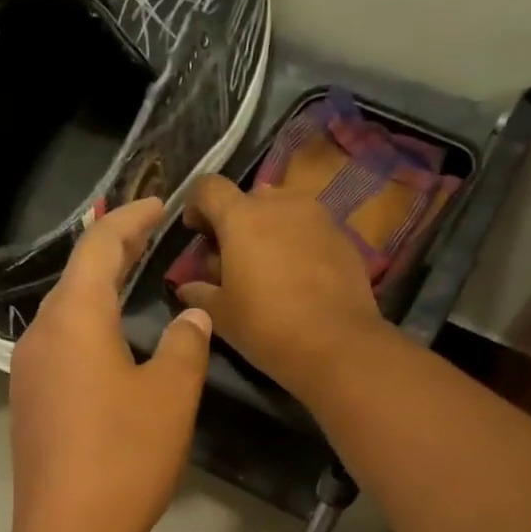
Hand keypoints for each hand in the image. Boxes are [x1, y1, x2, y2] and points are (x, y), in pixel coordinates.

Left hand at [7, 199, 213, 531]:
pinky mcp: (28, 404)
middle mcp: (40, 335)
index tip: (161, 204)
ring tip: (136, 287)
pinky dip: (88, 330)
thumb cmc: (125, 455)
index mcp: (73, 318)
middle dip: (115, 252)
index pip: (100, 245)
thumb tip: (191, 316)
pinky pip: (60, 347)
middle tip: (154, 240)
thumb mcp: (171, 393)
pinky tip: (111, 347)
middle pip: (77, 276)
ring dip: (99, 293)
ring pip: (65, 314)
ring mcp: (28, 371)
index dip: (132, 218)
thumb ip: (185, 343)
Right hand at [174, 175, 387, 400]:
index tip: (196, 232)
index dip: (196, 205)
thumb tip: (187, 287)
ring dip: (269, 230)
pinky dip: (296, 244)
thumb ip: (199, 293)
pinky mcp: (343, 237)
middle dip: (235, 222)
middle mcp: (281, 204)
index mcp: (242, 217)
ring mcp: (317, 217)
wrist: (337, 344)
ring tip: (266, 267)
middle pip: (249, 198)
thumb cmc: (266, 326)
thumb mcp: (221, 315)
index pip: (209, 187)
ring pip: (283, 211)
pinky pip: (309, 230)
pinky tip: (297, 278)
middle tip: (231, 258)